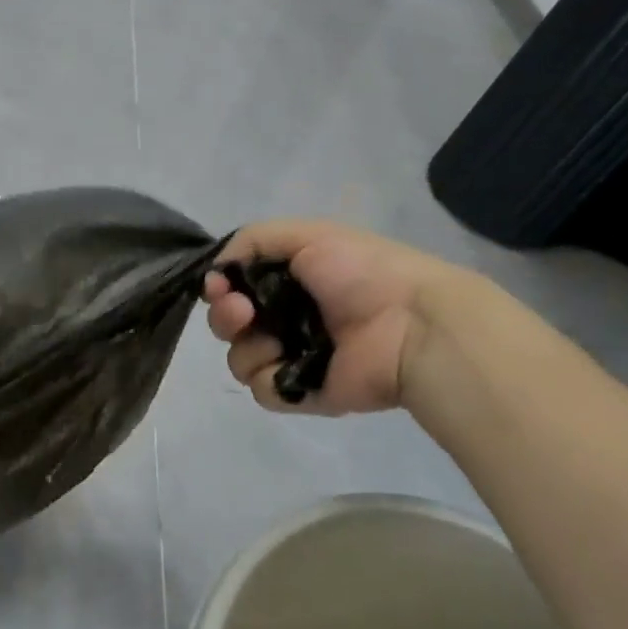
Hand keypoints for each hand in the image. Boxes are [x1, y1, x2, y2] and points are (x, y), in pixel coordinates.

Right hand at [203, 221, 461, 414]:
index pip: (235, 287)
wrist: (410, 324)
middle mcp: (286, 319)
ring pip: (239, 359)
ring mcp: (293, 358)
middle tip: (243, 312)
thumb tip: (216, 271)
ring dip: (247, 347)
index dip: (219, 287)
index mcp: (289, 281)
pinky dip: (270, 377)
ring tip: (276, 341)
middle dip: (225, 317)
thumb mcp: (307, 235)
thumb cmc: (361, 273)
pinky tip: (290, 365)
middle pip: (229, 324)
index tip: (220, 286)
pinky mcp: (301, 393)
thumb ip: (252, 240)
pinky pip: (262, 391)